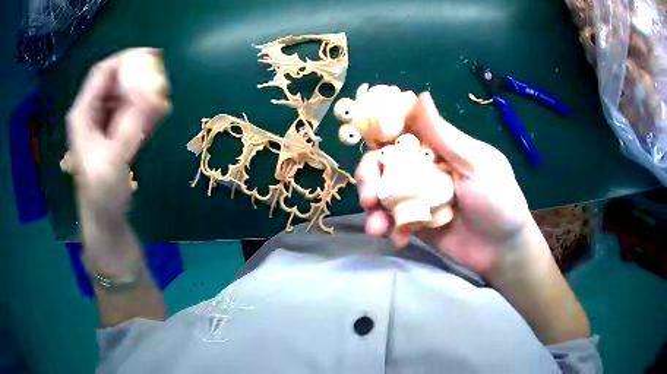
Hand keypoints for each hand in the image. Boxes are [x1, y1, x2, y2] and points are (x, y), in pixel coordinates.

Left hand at [66, 48, 169, 222]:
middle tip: (161, 79)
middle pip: (114, 81)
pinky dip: (144, 110)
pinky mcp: (113, 132)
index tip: (152, 58)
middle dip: (138, 76)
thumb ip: (133, 123)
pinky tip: (159, 114)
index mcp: (83, 114)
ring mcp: (102, 122)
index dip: (125, 60)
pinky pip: (129, 111)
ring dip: (143, 94)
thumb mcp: (115, 157)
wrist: (105, 217)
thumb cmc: (102, 192)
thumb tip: (154, 92)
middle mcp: (91, 113)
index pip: (102, 73)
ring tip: (163, 101)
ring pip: (123, 95)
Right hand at [356, 92, 534, 276]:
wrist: (502, 250)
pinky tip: (397, 239)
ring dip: (373, 206)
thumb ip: (445, 136)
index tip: (371, 143)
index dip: (380, 132)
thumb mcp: (476, 165)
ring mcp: (418, 196)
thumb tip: (420, 95)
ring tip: (376, 226)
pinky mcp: (415, 222)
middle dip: (370, 177)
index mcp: (440, 147)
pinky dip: (389, 229)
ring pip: (383, 192)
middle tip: (369, 197)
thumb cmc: (498, 201)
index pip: (402, 130)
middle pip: (385, 162)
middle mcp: (425, 167)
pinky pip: (393, 220)